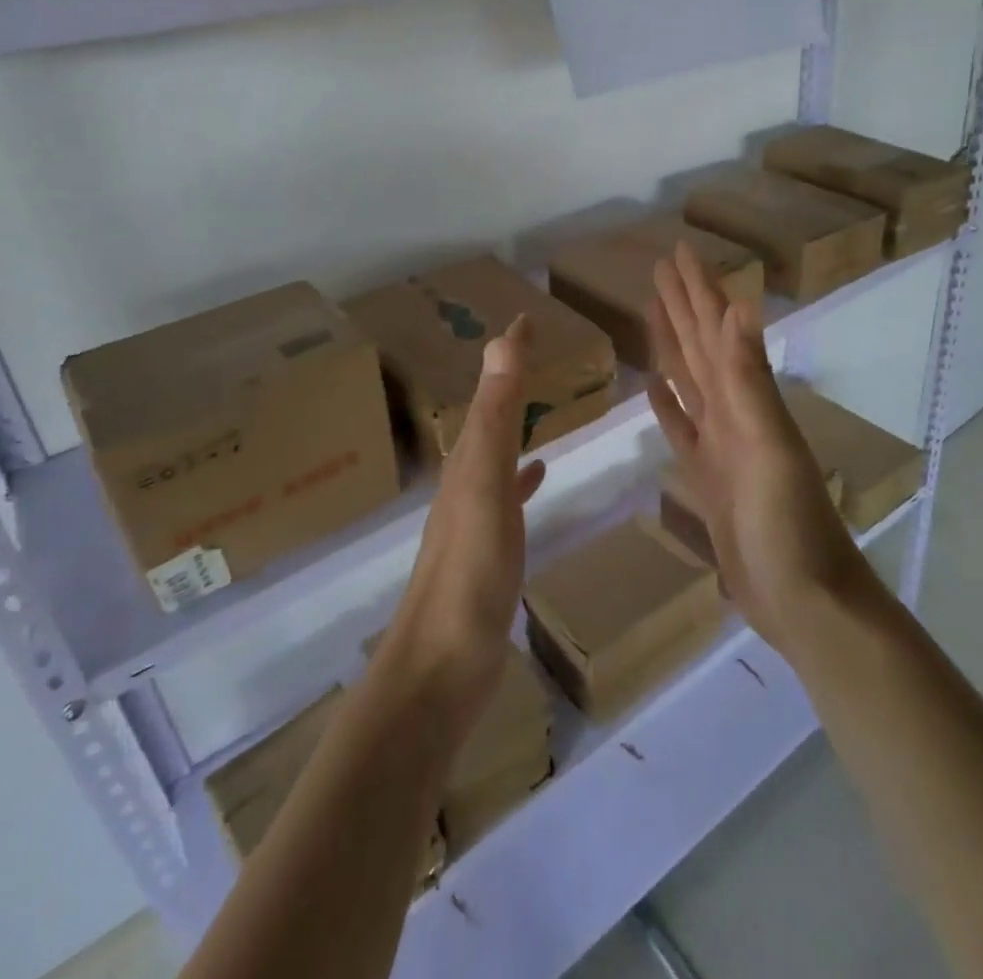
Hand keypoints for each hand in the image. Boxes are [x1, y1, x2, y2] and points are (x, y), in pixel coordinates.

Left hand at [382, 316, 545, 734]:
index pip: (489, 390)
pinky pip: (507, 494)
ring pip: (496, 451)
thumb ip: (495, 415)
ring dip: (513, 422)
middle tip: (536, 351)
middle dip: (508, 380)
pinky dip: (521, 475)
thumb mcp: (485, 483)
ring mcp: (474, 517)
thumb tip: (500, 338)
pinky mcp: (487, 550)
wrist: (442, 666)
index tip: (527, 316)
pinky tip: (536, 474)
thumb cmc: (470, 570)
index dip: (507, 352)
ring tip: (539, 402)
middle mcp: (465, 479)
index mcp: (466, 459)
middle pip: (488, 415)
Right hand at [647, 243, 867, 650]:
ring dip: (673, 346)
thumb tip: (739, 306)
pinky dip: (668, 405)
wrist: (804, 600)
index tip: (677, 252)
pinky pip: (681, 428)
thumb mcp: (767, 446)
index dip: (697, 290)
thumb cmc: (787, 524)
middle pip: (700, 348)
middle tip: (659, 269)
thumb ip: (748, 379)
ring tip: (654, 315)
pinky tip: (654, 389)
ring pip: (690, 381)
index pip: (714, 331)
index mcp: (746, 400)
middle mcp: (733, 413)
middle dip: (682, 306)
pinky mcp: (706, 478)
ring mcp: (720, 445)